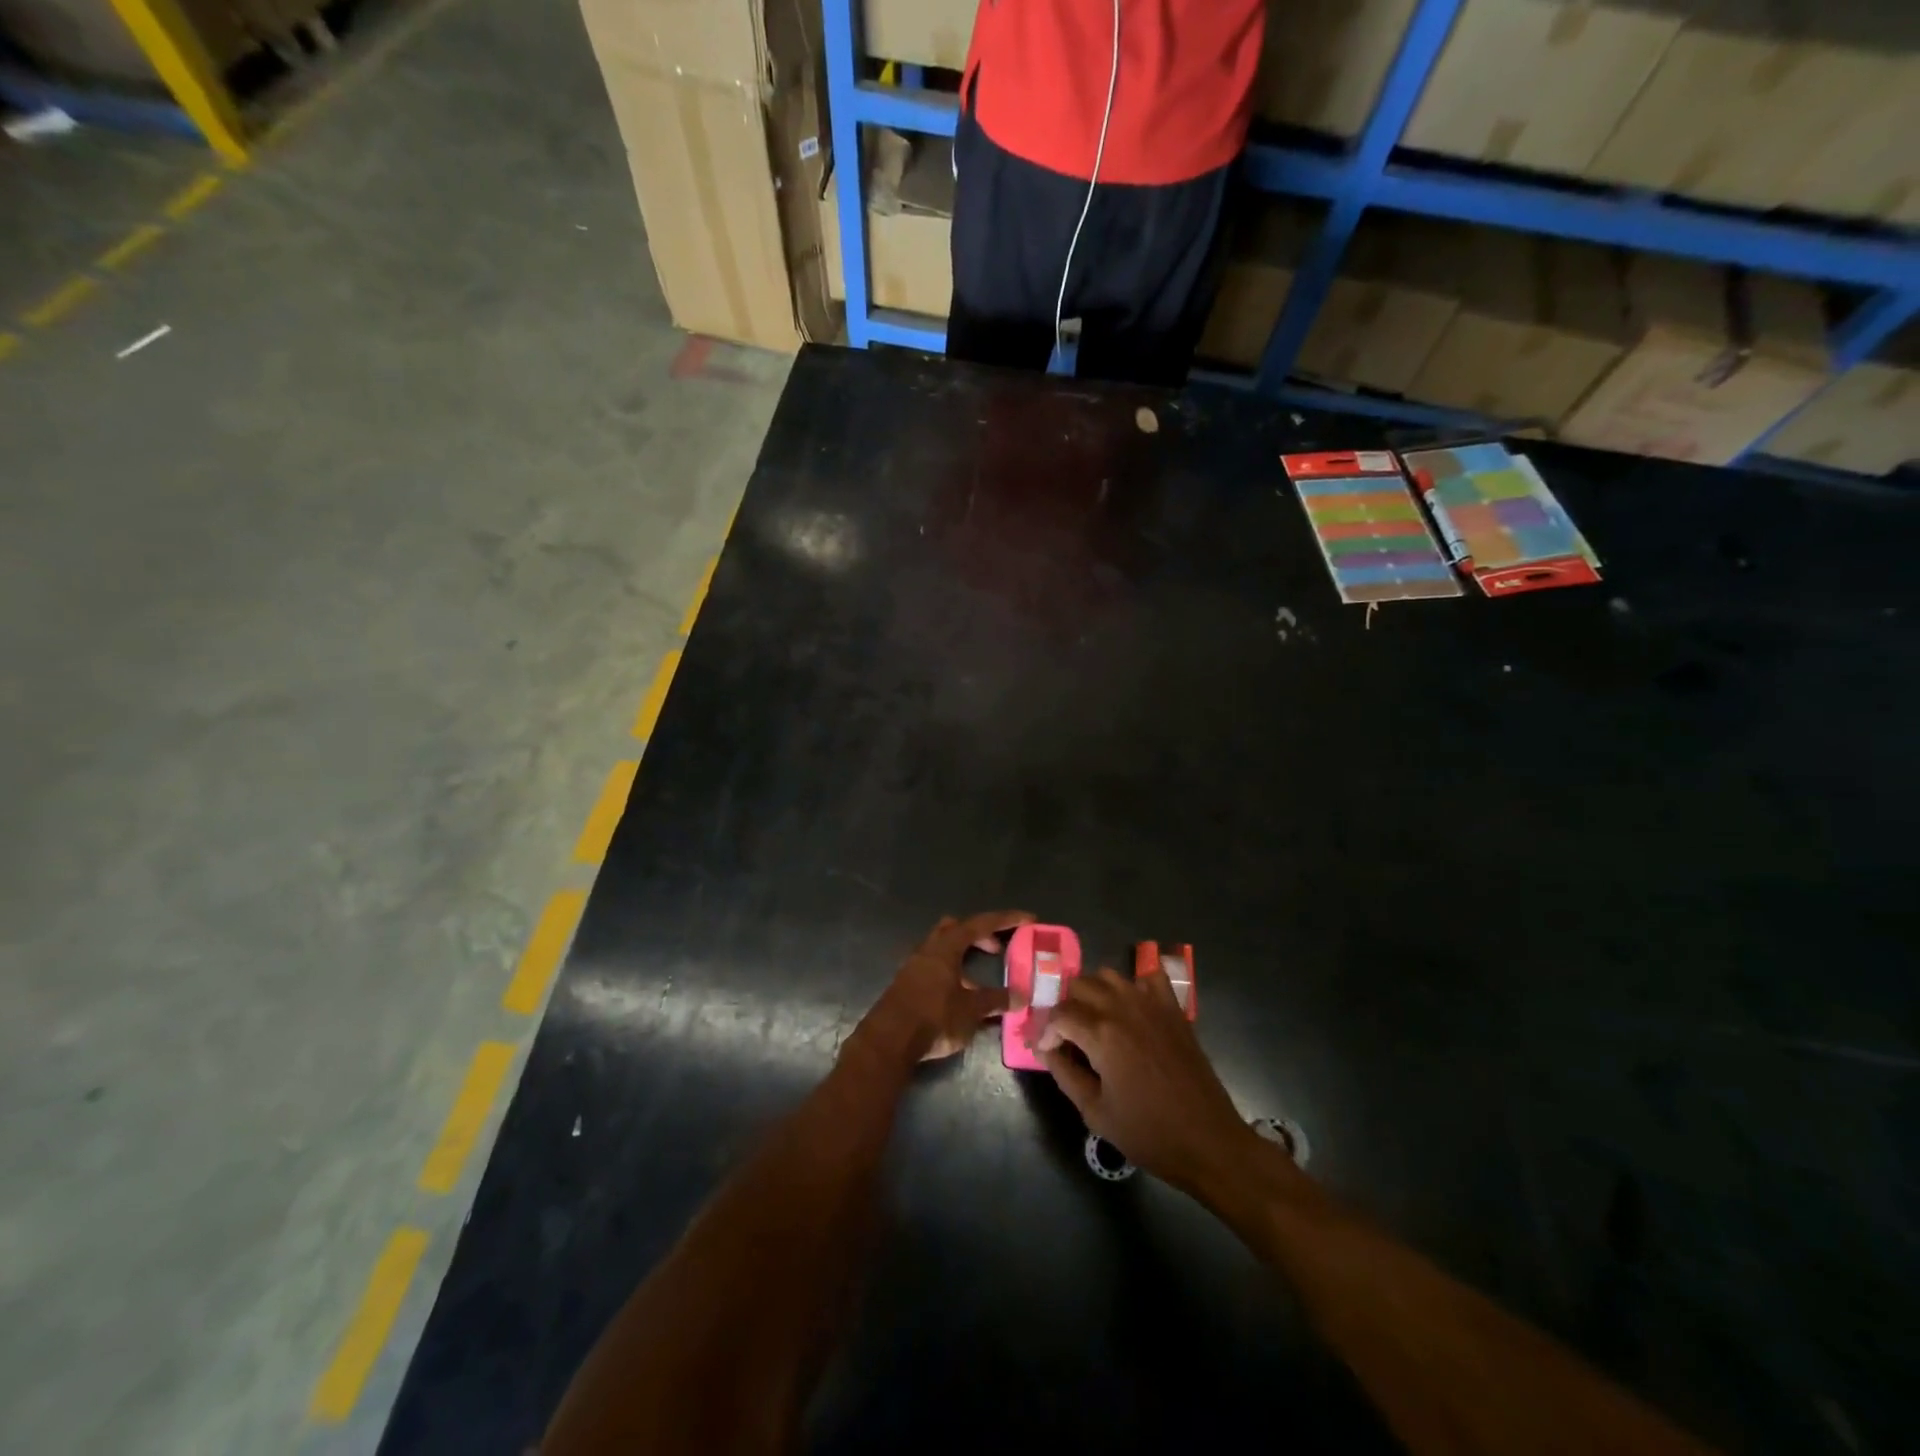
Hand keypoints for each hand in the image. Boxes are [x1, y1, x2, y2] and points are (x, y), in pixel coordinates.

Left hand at [858, 911, 1032, 1064]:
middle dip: (979, 934)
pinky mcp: (907, 983)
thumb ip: (996, 1000)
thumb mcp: (971, 1010)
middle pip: (956, 928)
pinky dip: (953, 973)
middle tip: (998, 949)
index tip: (1028, 919)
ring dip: (965, 956)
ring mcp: (915, 965)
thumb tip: (1020, 997)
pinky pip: (935, 967)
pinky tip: (961, 997)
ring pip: (943, 948)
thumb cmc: (934, 1017)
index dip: (1006, 920)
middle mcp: (929, 948)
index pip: (980, 923)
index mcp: (946, 946)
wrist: (889, 1041)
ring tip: (982, 980)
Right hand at [1037, 966, 1252, 1192]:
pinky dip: (1135, 984)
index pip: (1059, 1014)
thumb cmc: (1148, 1133)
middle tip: (1068, 1036)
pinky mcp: (1173, 1009)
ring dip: (1095, 991)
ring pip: (1110, 975)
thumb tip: (1046, 1049)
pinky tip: (1131, 1007)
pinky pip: (1150, 977)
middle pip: (1080, 985)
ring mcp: (1151, 1004)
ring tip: (1094, 1019)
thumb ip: (1064, 1074)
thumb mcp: (1095, 1112)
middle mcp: (1123, 1008)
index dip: (1046, 1031)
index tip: (1046, 1050)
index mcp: (1101, 1034)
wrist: (1208, 1141)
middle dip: (1066, 1007)